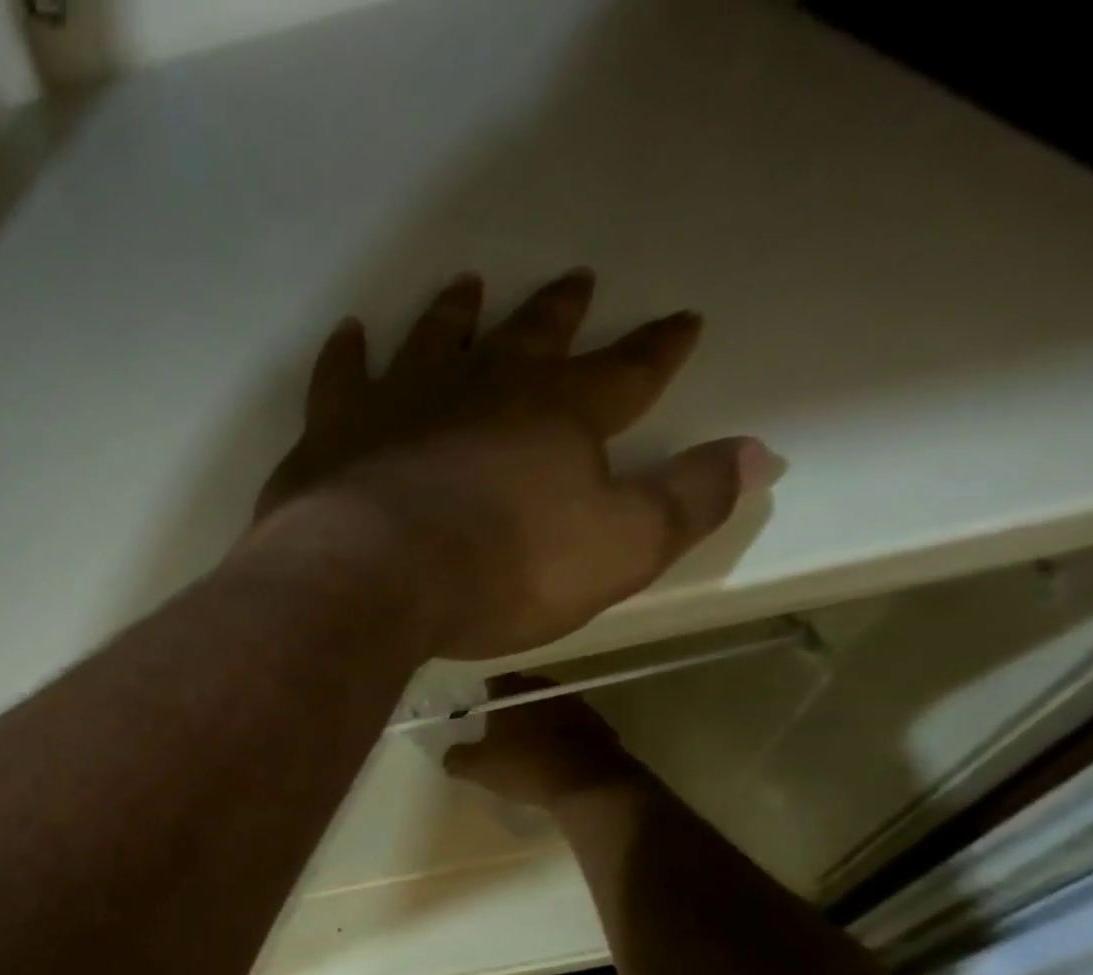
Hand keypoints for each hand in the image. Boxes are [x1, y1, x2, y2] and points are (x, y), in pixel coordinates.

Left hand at [253, 269, 784, 659]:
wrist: (369, 576)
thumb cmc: (497, 571)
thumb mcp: (614, 552)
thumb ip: (686, 503)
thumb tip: (760, 454)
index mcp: (558, 415)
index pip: (626, 370)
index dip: (657, 348)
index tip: (681, 321)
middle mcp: (480, 389)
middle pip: (529, 337)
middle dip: (558, 311)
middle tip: (575, 280)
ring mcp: (399, 402)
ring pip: (435, 339)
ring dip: (455, 313)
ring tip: (466, 285)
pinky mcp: (332, 431)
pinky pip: (339, 377)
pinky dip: (345, 355)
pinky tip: (349, 334)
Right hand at [442, 677, 637, 809]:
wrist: (590, 785)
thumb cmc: (525, 767)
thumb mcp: (478, 768)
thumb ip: (456, 758)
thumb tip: (449, 756)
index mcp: (512, 690)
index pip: (492, 680)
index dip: (483, 694)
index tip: (477, 712)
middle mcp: (544, 688)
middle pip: (522, 692)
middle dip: (511, 708)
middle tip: (499, 731)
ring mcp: (576, 705)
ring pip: (549, 708)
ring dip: (539, 723)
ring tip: (528, 747)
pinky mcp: (599, 726)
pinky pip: (572, 728)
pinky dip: (562, 738)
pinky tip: (555, 760)